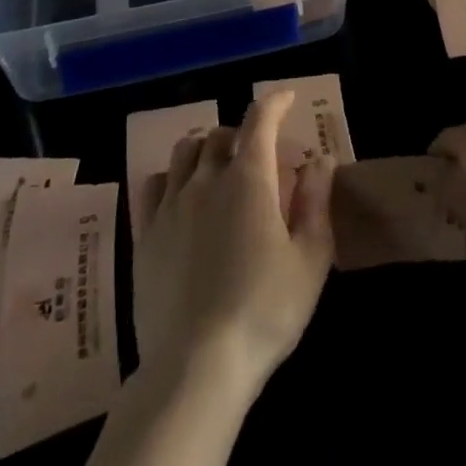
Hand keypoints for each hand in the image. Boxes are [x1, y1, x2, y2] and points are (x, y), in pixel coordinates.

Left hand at [133, 91, 334, 390]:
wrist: (195, 366)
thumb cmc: (264, 310)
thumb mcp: (309, 259)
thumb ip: (316, 202)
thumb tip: (320, 159)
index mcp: (249, 179)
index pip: (259, 119)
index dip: (274, 102)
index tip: (286, 99)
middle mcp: (207, 179)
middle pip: (221, 134)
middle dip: (242, 134)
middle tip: (258, 155)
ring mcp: (171, 205)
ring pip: (185, 152)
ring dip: (205, 148)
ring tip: (217, 166)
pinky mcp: (145, 234)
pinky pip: (153, 185)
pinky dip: (172, 177)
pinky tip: (180, 195)